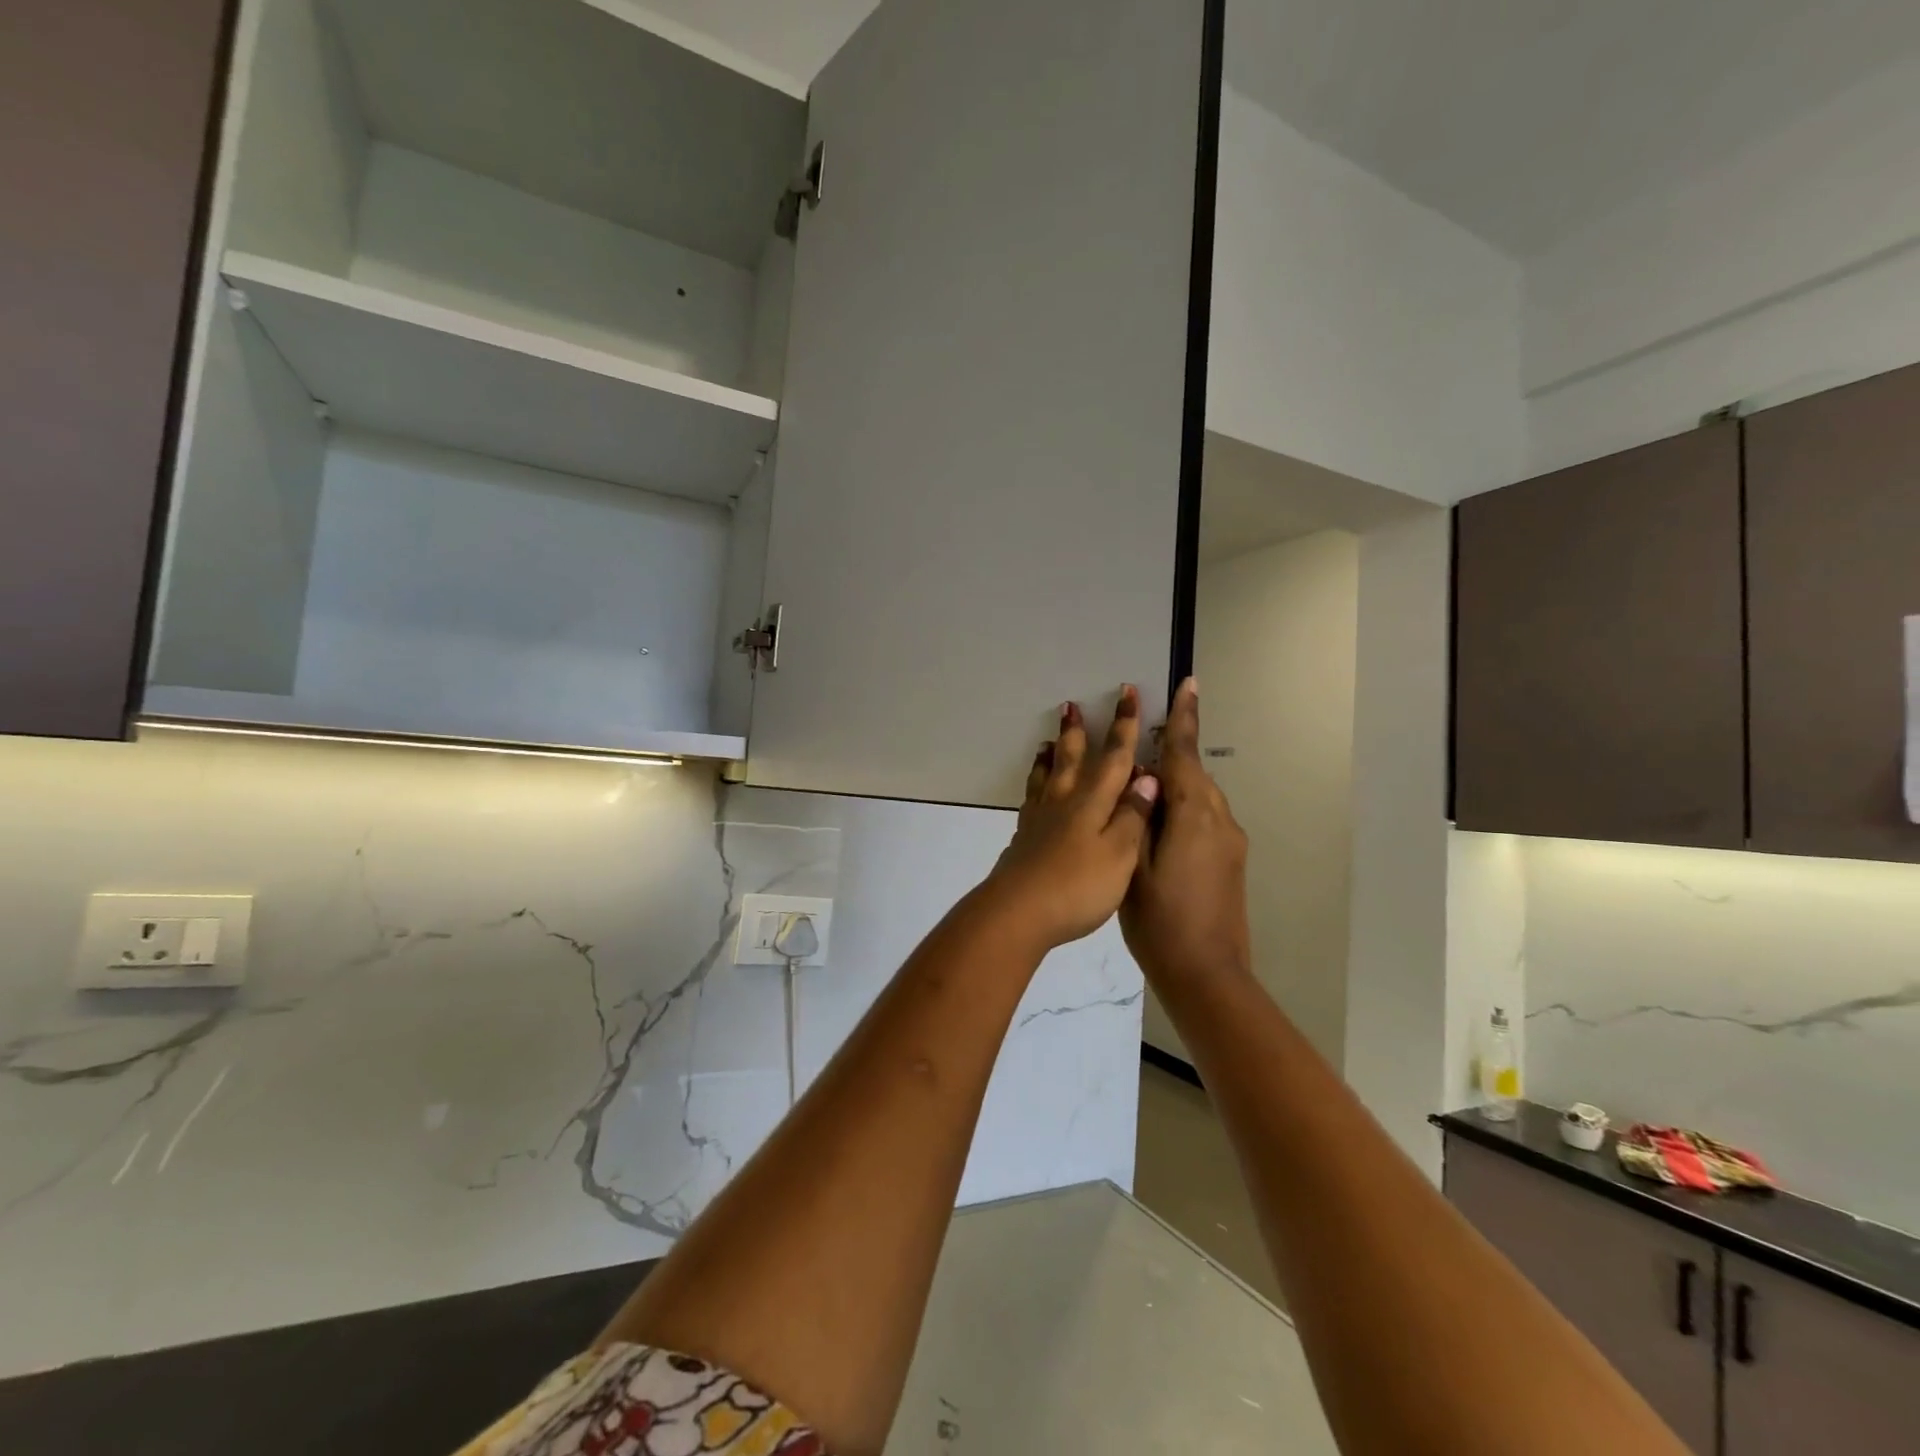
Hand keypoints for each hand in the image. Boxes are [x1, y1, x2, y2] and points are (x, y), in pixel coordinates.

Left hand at [983, 686, 1160, 950]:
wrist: (1018, 911)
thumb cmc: (1077, 886)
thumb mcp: (1120, 854)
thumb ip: (1133, 816)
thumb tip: (1147, 777)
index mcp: (1092, 802)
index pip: (1113, 756)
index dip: (1123, 725)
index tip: (1127, 693)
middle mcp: (1064, 801)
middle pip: (1071, 758)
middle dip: (1077, 731)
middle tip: (1071, 704)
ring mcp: (1039, 818)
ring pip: (1047, 775)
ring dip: (1051, 753)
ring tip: (1049, 739)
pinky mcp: (1024, 837)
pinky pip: (1031, 797)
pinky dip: (1035, 783)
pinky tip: (1036, 789)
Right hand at [1122, 678, 1251, 987]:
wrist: (1207, 975)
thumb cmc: (1160, 921)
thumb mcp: (1132, 865)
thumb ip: (1137, 816)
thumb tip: (1144, 779)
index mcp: (1194, 815)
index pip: (1186, 754)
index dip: (1183, 719)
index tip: (1189, 684)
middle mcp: (1220, 820)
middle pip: (1194, 773)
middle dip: (1172, 752)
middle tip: (1141, 740)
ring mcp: (1230, 842)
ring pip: (1200, 796)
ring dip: (1175, 783)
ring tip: (1141, 786)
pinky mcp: (1231, 860)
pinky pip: (1205, 818)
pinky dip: (1183, 808)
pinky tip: (1157, 825)